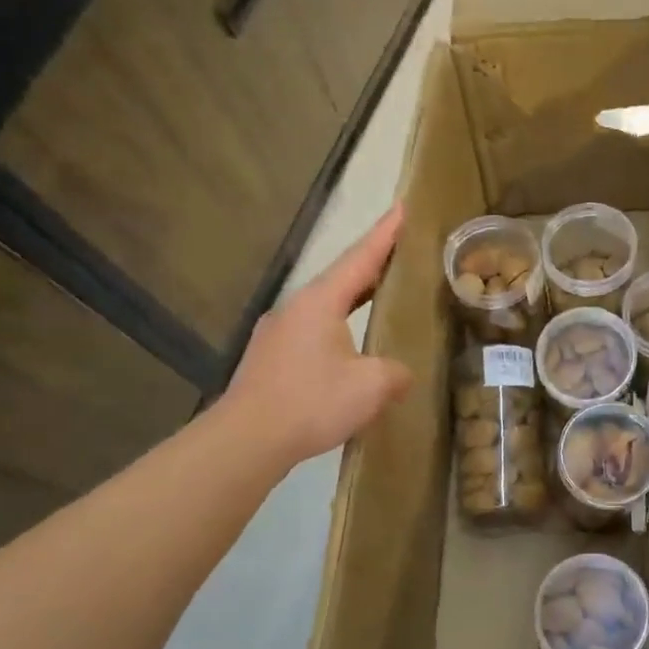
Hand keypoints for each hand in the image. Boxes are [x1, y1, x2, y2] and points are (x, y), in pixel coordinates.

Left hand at [220, 205, 413, 467]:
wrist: (246, 441)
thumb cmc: (311, 403)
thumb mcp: (372, 386)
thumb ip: (396, 372)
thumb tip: (398, 372)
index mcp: (320, 302)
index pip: (360, 258)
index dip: (385, 234)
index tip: (402, 207)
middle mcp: (295, 309)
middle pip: (341, 279)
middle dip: (372, 265)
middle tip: (400, 254)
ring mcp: (278, 334)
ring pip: (325, 307)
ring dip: (354, 300)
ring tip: (379, 300)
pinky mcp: (271, 360)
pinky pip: (314, 333)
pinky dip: (339, 330)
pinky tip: (350, 351)